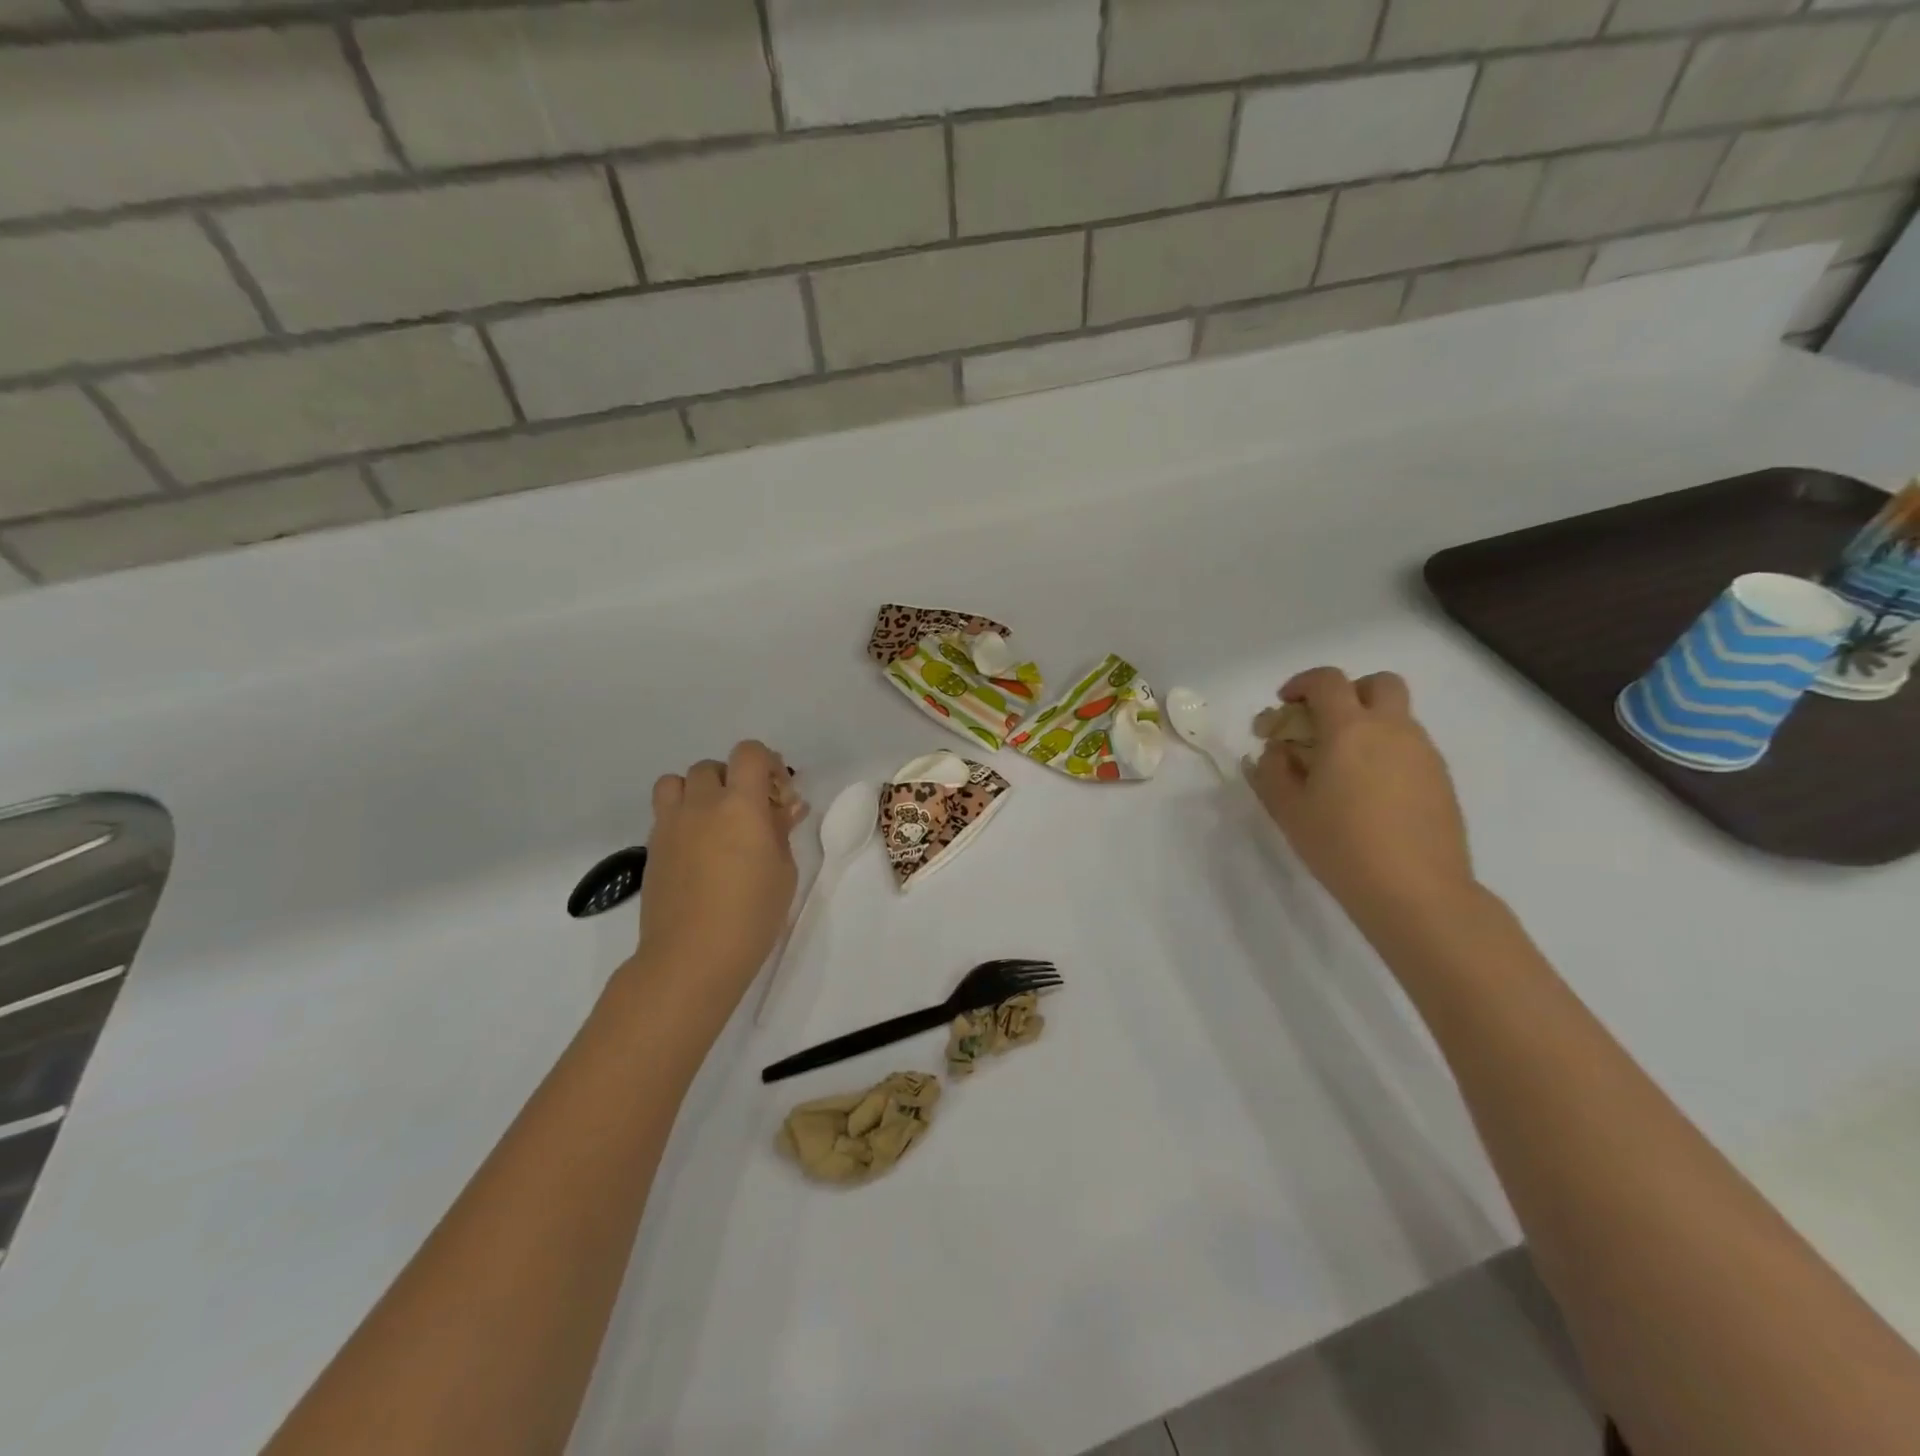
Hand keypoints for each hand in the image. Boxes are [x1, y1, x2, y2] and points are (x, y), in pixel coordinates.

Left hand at [636, 741, 800, 1004]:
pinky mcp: (652, 848)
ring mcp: (670, 825)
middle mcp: (701, 804)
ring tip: (713, 822)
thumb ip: (781, 831)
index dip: (766, 763)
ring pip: (675, 782)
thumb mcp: (783, 871)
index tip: (777, 793)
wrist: (692, 956)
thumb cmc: (752, 914)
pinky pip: (664, 813)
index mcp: (740, 805)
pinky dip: (681, 818)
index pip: (748, 753)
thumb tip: (786, 807)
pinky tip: (698, 850)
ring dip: (697, 792)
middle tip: (749, 813)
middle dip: (733, 780)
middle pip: (712, 767)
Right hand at [1249, 668, 1475, 922]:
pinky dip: (1386, 753)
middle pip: (1378, 684)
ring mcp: (1423, 754)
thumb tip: (1276, 751)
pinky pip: (1410, 748)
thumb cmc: (1341, 845)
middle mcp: (1393, 730)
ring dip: (1367, 726)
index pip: (1327, 681)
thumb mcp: (1288, 810)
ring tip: (1342, 769)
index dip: (1302, 684)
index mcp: (1350, 729)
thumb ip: (1273, 771)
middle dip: (1348, 692)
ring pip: (1397, 717)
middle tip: (1324, 724)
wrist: (1416, 891)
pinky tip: (1369, 794)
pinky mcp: (1441, 780)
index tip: (1285, 705)